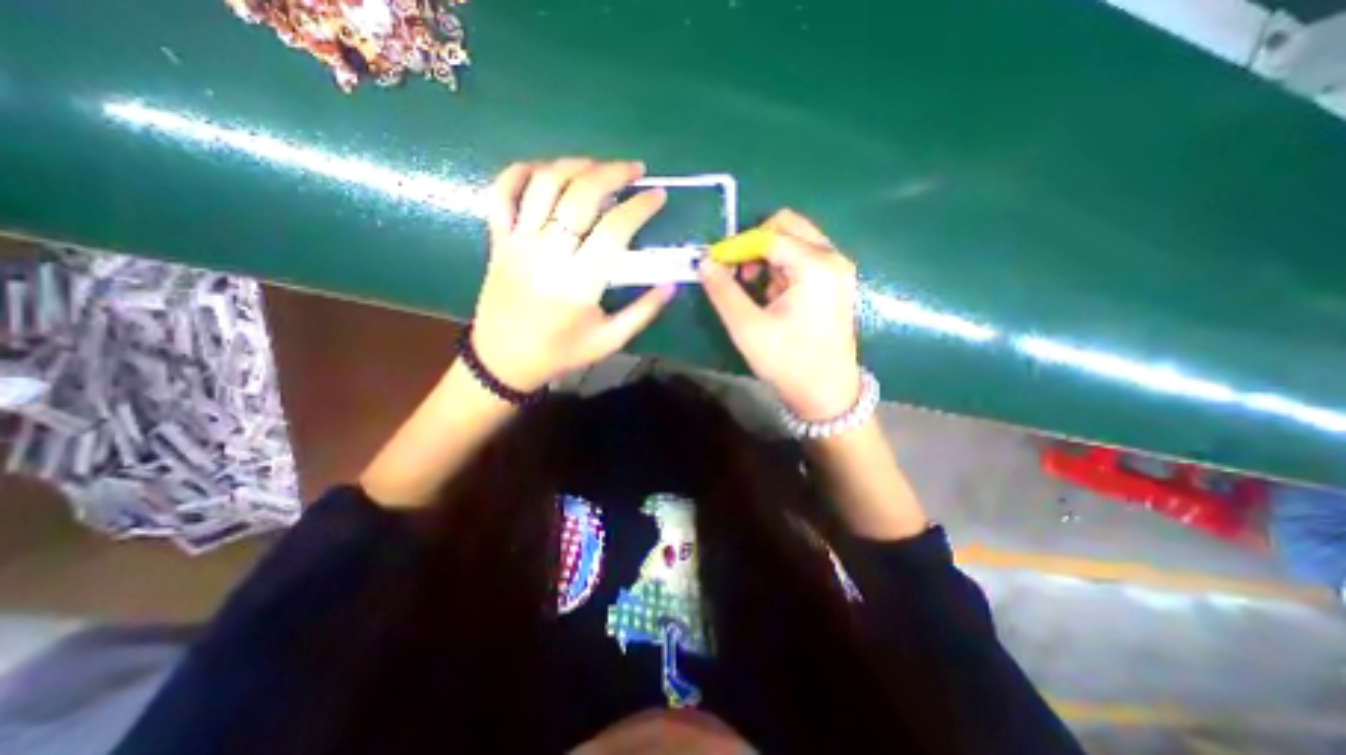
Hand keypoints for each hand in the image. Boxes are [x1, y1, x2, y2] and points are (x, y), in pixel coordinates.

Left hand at [471, 160, 671, 395]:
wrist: (504, 361)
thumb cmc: (561, 353)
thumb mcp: (610, 341)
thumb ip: (643, 312)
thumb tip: (671, 285)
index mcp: (579, 283)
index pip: (614, 229)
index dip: (640, 207)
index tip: (658, 196)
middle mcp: (547, 255)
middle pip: (579, 195)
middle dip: (611, 173)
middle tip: (634, 169)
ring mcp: (518, 244)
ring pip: (543, 184)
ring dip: (573, 165)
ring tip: (597, 166)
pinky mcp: (498, 241)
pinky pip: (501, 194)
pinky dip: (520, 171)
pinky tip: (544, 170)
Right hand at [699, 208, 855, 420]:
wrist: (826, 393)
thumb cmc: (788, 361)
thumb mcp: (747, 327)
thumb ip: (723, 290)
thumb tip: (704, 263)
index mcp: (815, 265)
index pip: (768, 235)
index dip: (735, 247)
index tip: (714, 264)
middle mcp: (832, 257)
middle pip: (787, 226)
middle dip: (756, 245)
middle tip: (739, 274)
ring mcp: (837, 269)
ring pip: (795, 241)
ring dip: (769, 258)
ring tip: (756, 291)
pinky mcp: (835, 282)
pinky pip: (803, 258)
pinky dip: (783, 268)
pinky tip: (774, 297)